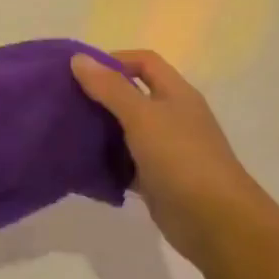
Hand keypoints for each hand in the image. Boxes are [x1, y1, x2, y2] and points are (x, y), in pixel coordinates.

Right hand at [70, 50, 274, 266]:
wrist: (214, 220)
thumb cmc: (181, 158)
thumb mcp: (143, 117)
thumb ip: (110, 88)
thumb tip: (79, 58)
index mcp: (176, 94)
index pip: (145, 62)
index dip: (114, 60)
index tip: (79, 72)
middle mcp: (172, 117)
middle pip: (133, 96)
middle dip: (100, 96)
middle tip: (64, 101)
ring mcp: (166, 150)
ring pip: (127, 132)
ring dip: (100, 130)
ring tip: (66, 131)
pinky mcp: (157, 180)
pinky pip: (126, 165)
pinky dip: (107, 163)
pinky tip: (81, 166)